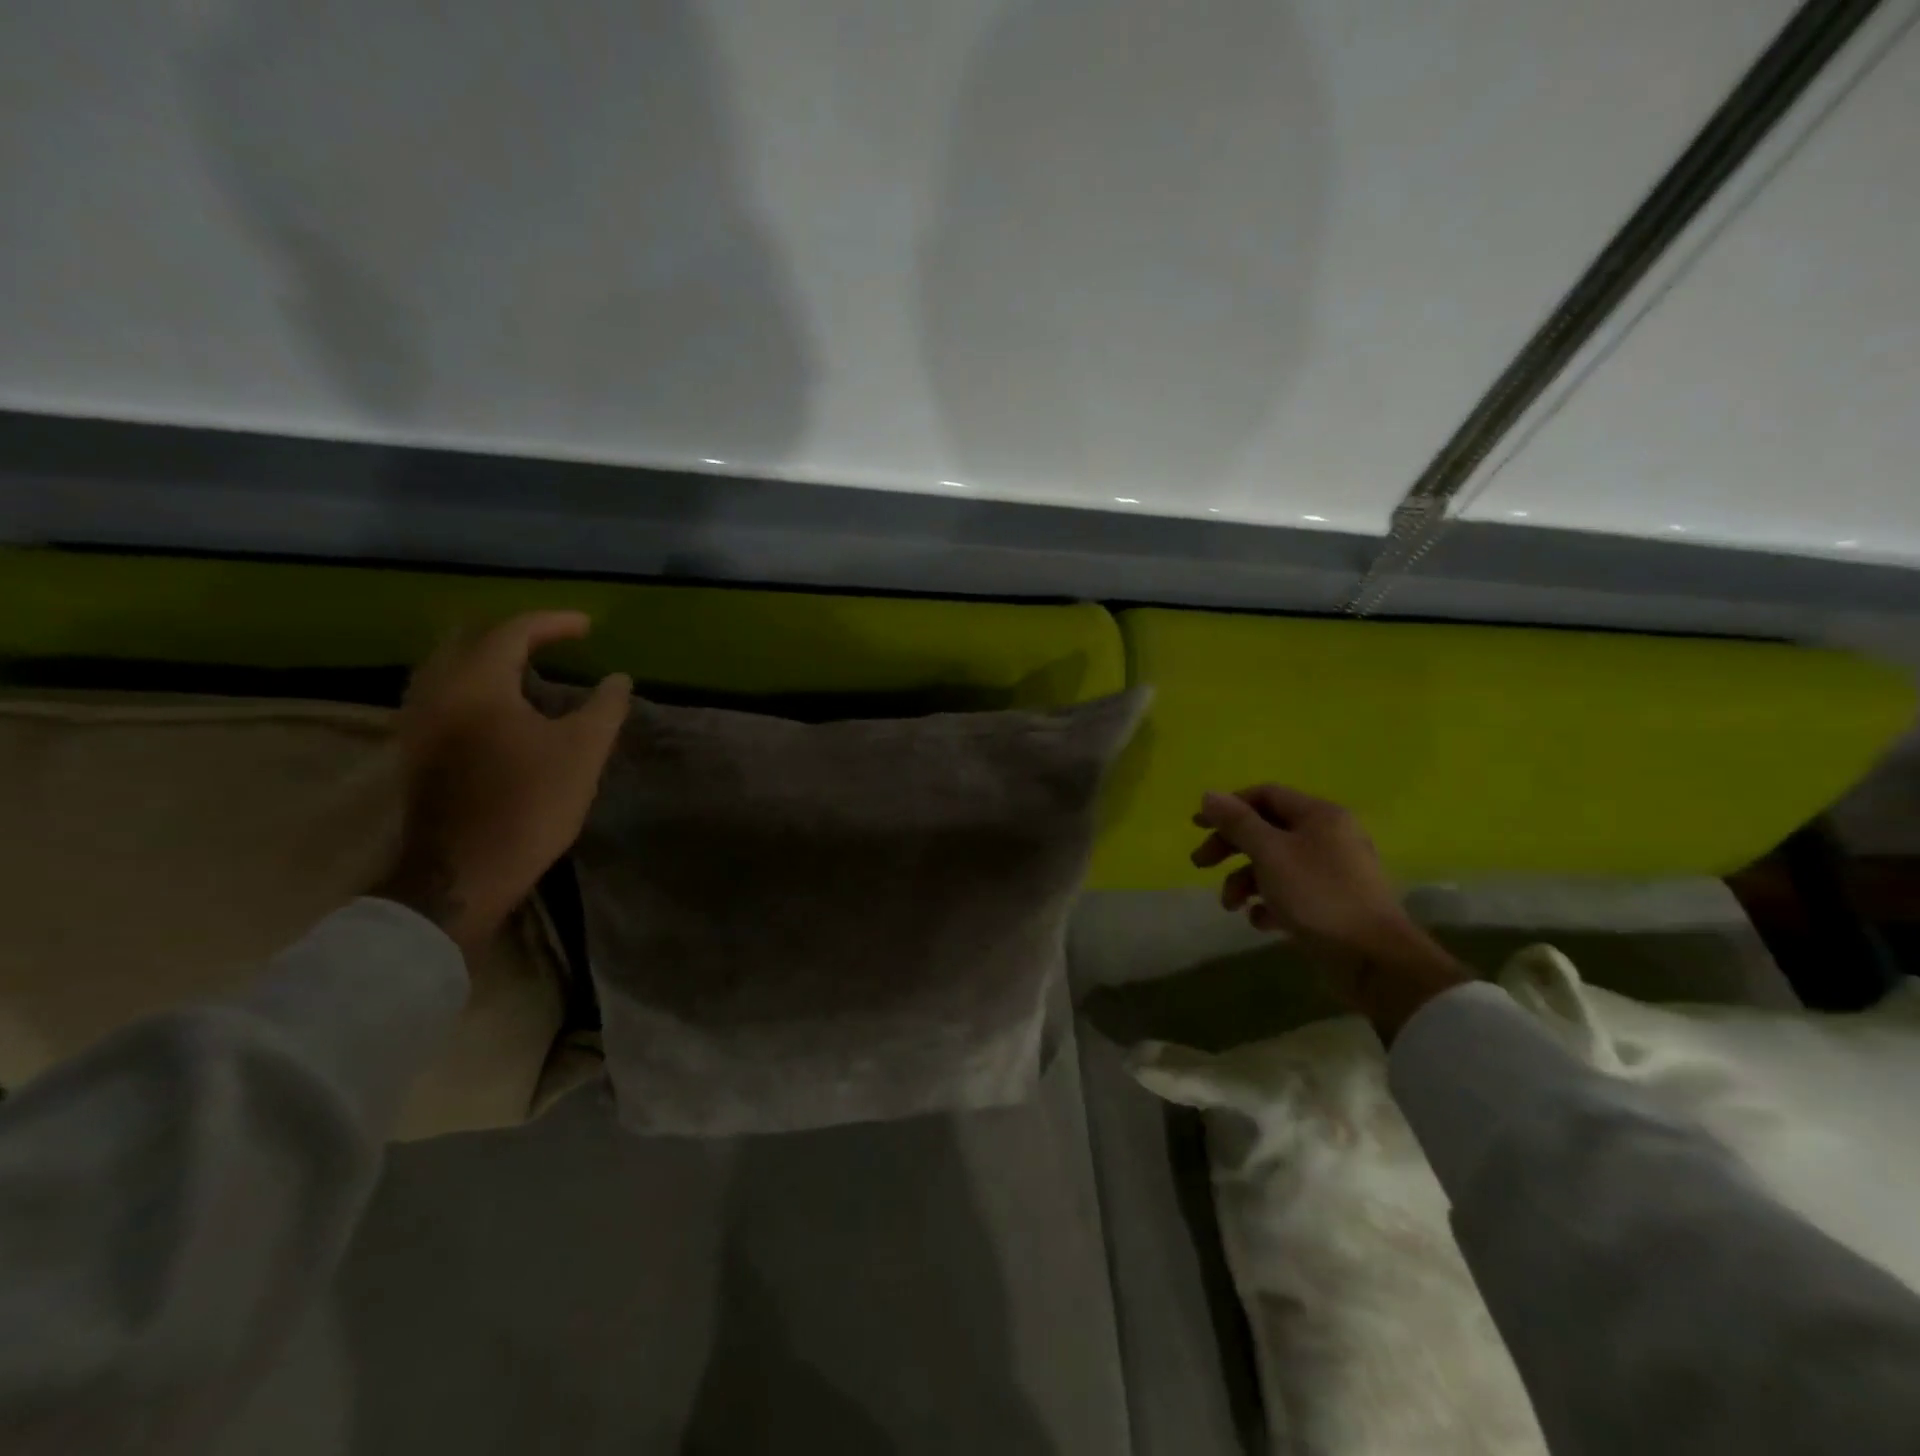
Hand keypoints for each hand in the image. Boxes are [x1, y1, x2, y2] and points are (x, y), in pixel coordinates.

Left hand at [375, 612, 631, 952]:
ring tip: (526, 666)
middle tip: (552, 639)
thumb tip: (618, 679)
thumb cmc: (530, 803)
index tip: (587, 626)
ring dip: (486, 657)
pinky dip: (471, 682)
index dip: (553, 622)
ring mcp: (418, 721)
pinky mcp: (416, 748)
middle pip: (467, 639)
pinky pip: (440, 692)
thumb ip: (605, 706)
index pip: (512, 631)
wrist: (465, 871)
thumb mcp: (583, 751)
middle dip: (513, 633)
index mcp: (477, 683)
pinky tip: (496, 702)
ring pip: (447, 665)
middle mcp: (437, 691)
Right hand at [1191, 785, 1468, 1039]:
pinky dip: (1269, 903)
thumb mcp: (1270, 853)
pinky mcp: (1332, 904)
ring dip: (1245, 881)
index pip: (1265, 795)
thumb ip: (1237, 822)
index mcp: (1319, 815)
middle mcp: (1328, 836)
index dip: (1229, 806)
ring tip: (1230, 906)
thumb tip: (1209, 794)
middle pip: (1267, 830)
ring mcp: (1332, 872)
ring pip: (1275, 864)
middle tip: (1200, 864)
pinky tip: (1260, 921)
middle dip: (1230, 847)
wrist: (1374, 959)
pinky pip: (1291, 892)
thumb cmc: (1318, 895)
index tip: (1197, 825)